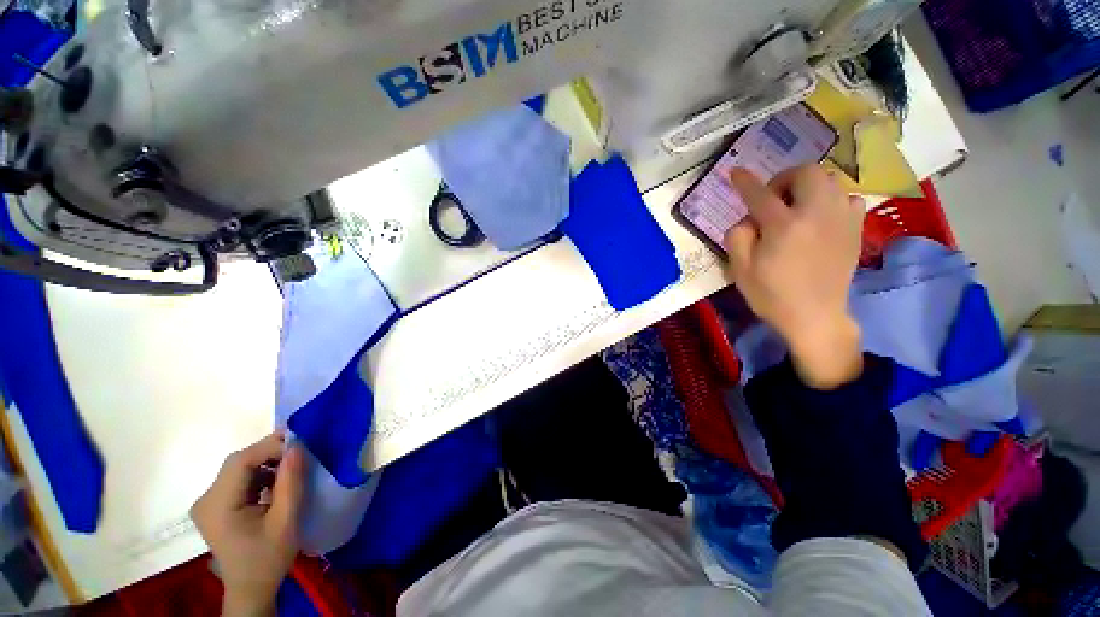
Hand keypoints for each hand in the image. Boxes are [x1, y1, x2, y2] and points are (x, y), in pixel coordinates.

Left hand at [191, 433, 304, 616]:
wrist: (251, 590)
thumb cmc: (269, 558)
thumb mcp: (286, 520)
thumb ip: (290, 482)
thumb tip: (297, 445)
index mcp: (217, 505)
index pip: (241, 461)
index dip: (270, 447)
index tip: (301, 446)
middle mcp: (206, 499)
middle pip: (238, 462)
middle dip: (270, 453)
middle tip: (300, 453)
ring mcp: (209, 503)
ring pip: (239, 469)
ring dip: (266, 463)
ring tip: (292, 469)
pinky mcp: (216, 507)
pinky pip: (239, 480)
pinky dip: (260, 475)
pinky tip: (276, 484)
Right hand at [723, 165, 865, 388]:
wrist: (814, 317)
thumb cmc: (771, 295)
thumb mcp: (740, 269)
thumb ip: (737, 236)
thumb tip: (748, 218)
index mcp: (784, 226)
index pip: (760, 194)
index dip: (745, 182)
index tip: (736, 172)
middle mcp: (817, 214)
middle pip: (806, 173)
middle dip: (784, 177)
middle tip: (772, 197)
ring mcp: (841, 220)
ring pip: (830, 180)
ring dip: (808, 186)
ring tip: (795, 205)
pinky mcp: (855, 229)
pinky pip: (847, 198)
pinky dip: (831, 199)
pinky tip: (820, 216)